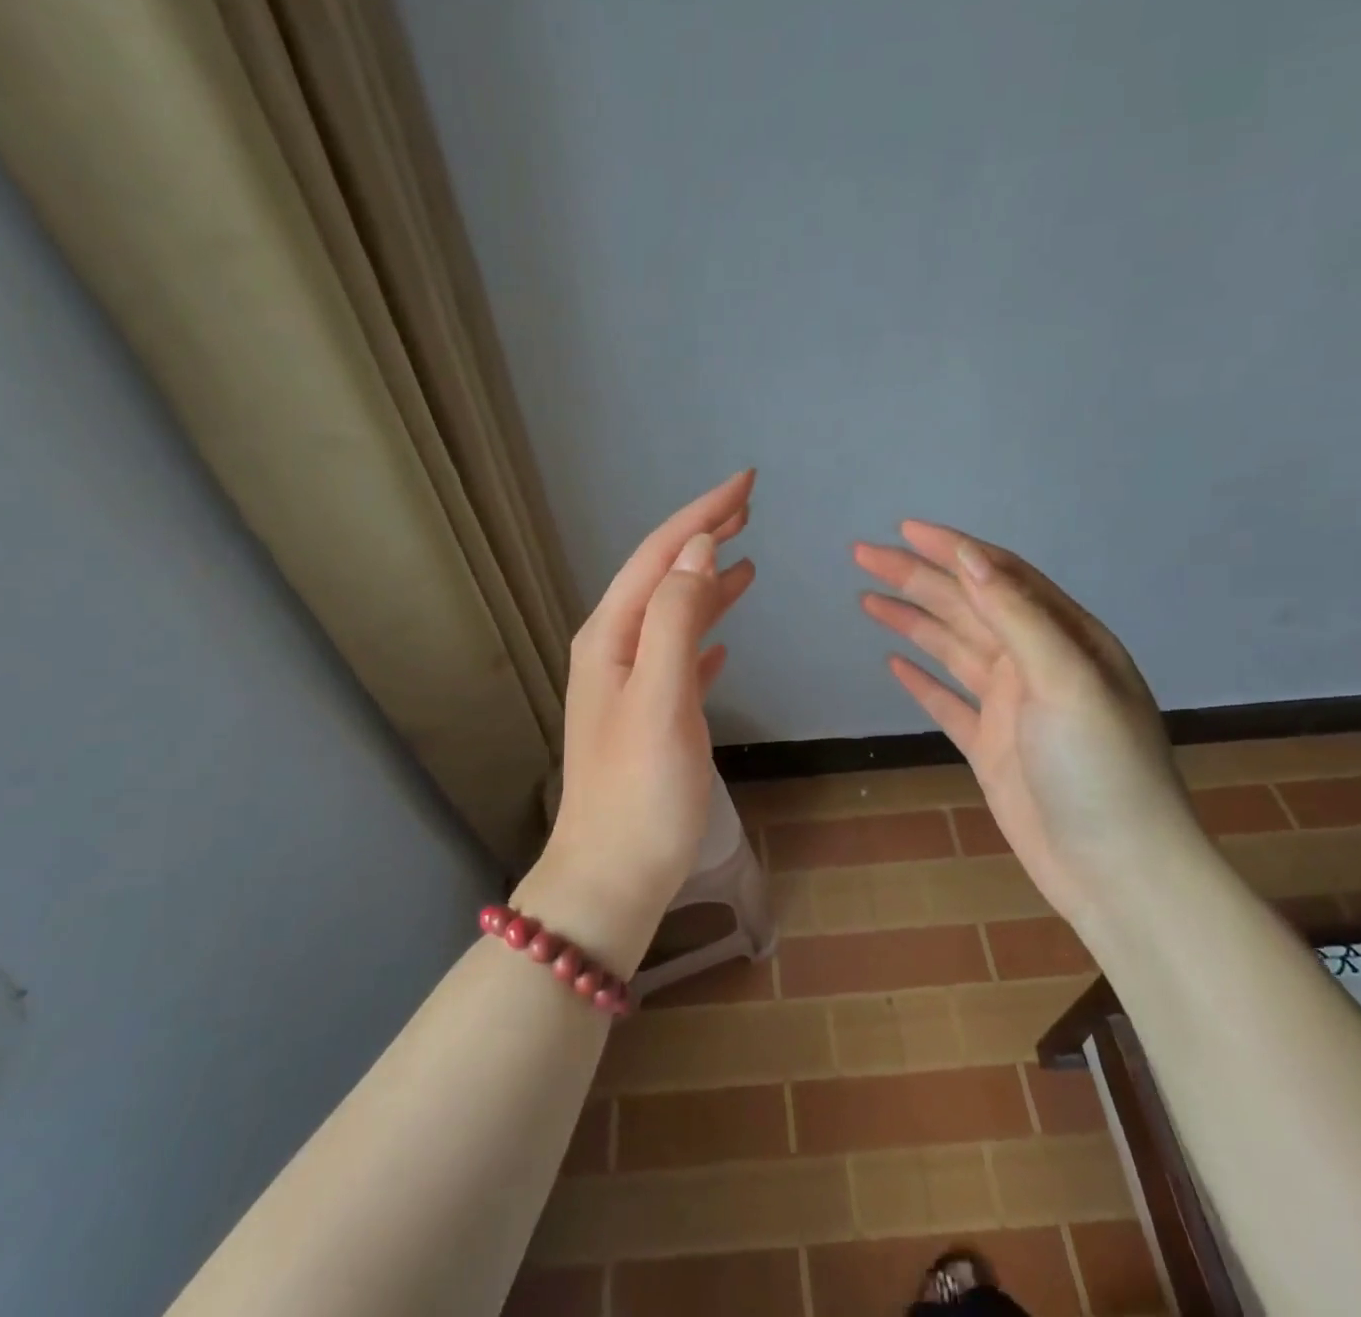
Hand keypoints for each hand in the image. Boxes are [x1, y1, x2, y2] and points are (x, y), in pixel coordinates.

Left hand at [517, 471, 756, 974]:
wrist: (612, 877)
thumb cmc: (641, 791)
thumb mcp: (662, 697)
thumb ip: (677, 619)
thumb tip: (698, 550)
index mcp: (610, 636)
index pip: (659, 554)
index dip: (701, 514)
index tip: (746, 483)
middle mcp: (614, 649)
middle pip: (663, 575)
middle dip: (704, 535)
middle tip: (750, 506)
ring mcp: (629, 683)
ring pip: (673, 613)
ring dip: (708, 581)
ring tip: (747, 558)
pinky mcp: (650, 715)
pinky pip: (680, 655)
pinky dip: (704, 634)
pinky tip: (725, 638)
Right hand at [855, 521, 1199, 919]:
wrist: (1116, 870)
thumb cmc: (1100, 768)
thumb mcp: (1065, 680)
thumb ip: (1017, 616)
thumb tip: (970, 557)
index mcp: (1065, 638)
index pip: (1000, 577)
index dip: (952, 551)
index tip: (903, 530)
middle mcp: (1036, 664)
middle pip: (967, 608)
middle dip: (917, 578)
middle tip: (863, 556)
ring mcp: (1012, 707)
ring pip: (952, 649)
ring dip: (912, 621)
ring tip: (868, 599)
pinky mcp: (991, 747)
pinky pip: (948, 702)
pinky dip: (922, 681)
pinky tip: (894, 665)